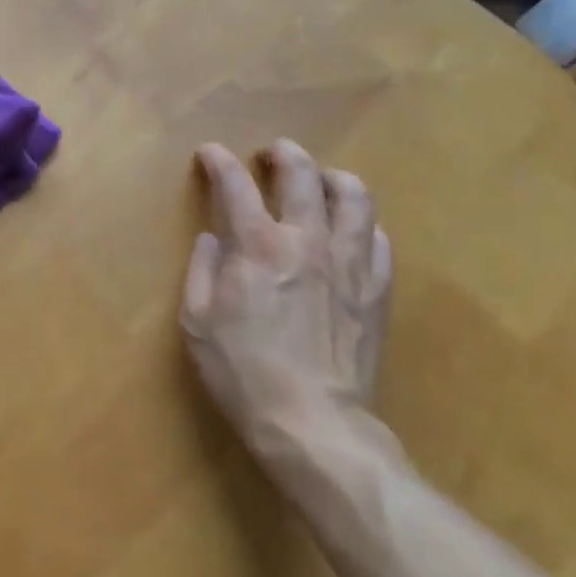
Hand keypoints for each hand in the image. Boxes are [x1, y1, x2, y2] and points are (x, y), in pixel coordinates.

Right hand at [180, 140, 393, 482]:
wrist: (312, 422)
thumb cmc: (243, 372)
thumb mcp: (197, 322)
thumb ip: (202, 269)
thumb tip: (213, 238)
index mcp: (258, 246)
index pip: (236, 186)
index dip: (220, 163)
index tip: (210, 153)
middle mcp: (307, 240)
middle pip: (303, 175)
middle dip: (283, 154)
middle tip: (272, 154)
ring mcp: (349, 263)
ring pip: (354, 196)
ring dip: (333, 178)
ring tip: (321, 180)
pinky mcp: (376, 288)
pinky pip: (378, 238)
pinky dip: (361, 224)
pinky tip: (350, 231)